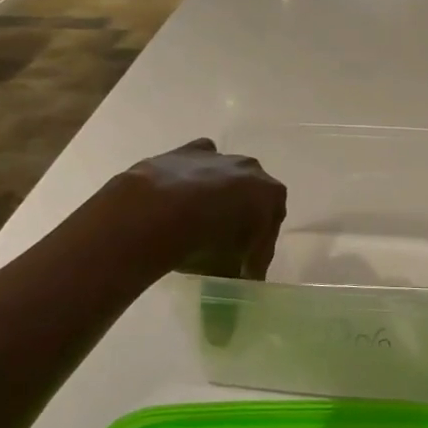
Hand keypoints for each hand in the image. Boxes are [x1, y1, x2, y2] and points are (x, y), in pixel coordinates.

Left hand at [117, 139, 286, 279]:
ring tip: (200, 221)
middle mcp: (251, 169)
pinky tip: (183, 193)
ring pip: (226, 176)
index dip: (259, 249)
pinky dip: (195, 174)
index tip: (246, 268)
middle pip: (252, 197)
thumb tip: (241, 275)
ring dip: (219, 195)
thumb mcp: (231, 268)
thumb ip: (242, 269)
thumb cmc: (205, 242)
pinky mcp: (186, 152)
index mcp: (271, 195)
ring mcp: (219, 156)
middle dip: (243, 218)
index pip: (271, 226)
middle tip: (227, 244)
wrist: (156, 214)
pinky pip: (199, 160)